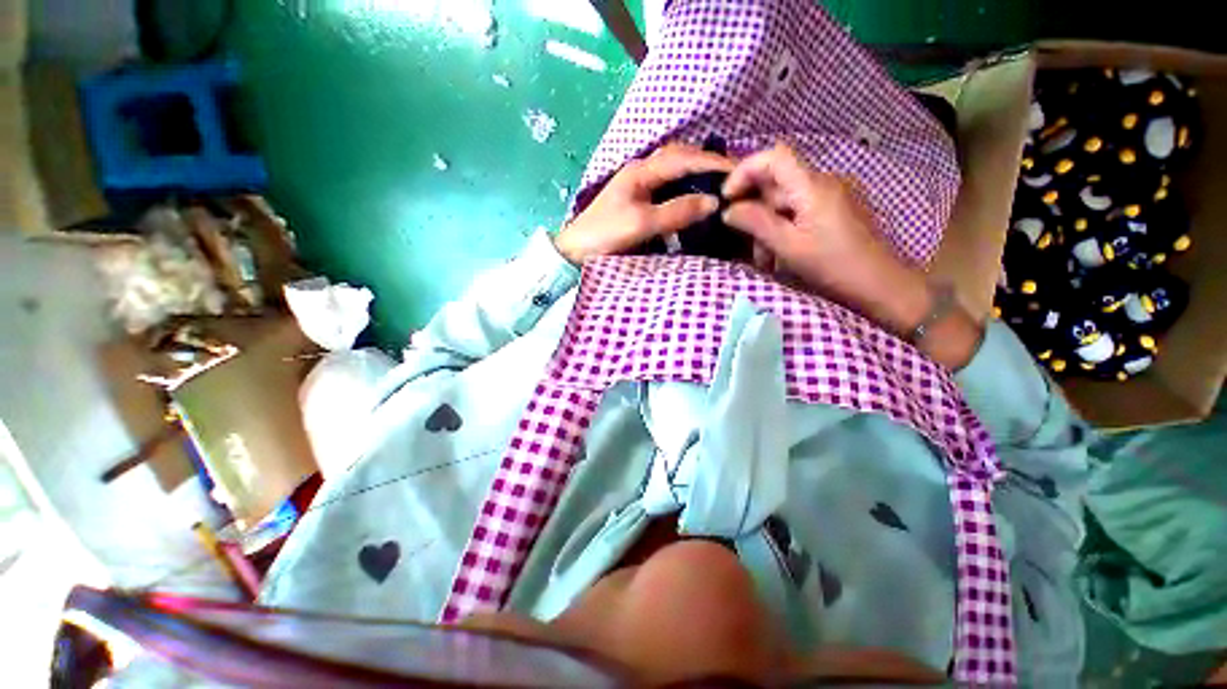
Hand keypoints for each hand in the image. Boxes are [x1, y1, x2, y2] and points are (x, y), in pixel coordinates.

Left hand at [555, 143, 731, 263]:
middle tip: (732, 176)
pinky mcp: (637, 202)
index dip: (712, 163)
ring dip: (696, 174)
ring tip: (718, 186)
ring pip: (674, 172)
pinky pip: (667, 189)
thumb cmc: (605, 235)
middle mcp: (641, 172)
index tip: (739, 171)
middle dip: (707, 163)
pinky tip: (694, 200)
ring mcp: (638, 187)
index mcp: (641, 171)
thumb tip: (712, 202)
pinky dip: (684, 190)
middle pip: (679, 158)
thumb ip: (676, 211)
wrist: (575, 251)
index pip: (683, 158)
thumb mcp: (641, 223)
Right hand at [722, 143, 981, 368]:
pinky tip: (782, 254)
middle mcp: (824, 182)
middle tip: (745, 243)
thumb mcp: (788, 247)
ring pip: (786, 201)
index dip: (745, 171)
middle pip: (776, 184)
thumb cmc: (834, 266)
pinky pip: (800, 211)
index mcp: (813, 186)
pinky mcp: (836, 210)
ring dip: (768, 226)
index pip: (774, 157)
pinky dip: (784, 229)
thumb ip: (756, 223)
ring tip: (765, 259)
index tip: (727, 198)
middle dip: (754, 211)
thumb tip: (729, 210)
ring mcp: (832, 195)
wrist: (881, 284)